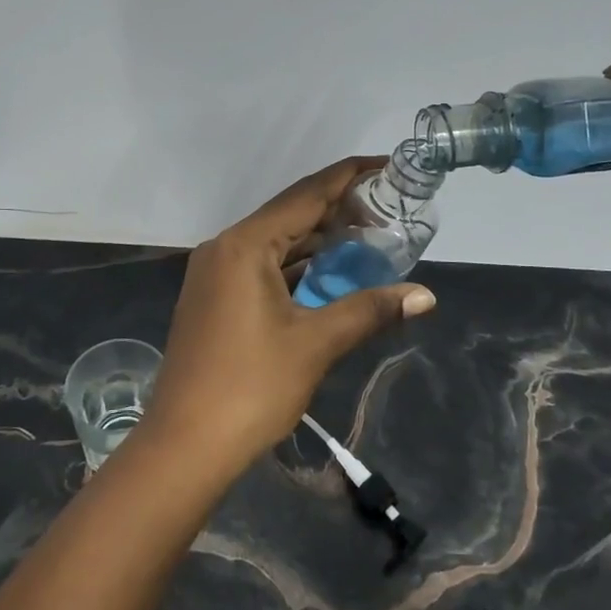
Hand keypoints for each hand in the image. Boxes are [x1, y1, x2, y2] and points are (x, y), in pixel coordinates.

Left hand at [139, 157, 436, 474]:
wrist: (184, 445)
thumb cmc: (250, 387)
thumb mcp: (315, 344)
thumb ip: (369, 310)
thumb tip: (425, 295)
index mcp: (245, 245)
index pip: (305, 195)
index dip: (348, 176)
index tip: (387, 164)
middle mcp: (225, 247)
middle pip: (289, 214)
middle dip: (338, 209)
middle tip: (388, 207)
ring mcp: (215, 274)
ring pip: (275, 243)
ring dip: (318, 240)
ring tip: (368, 235)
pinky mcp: (214, 299)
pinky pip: (262, 266)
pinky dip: (297, 266)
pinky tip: (328, 272)